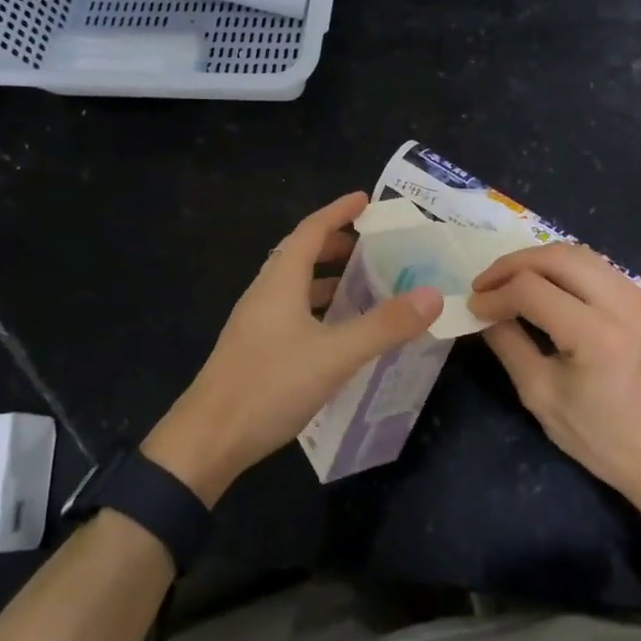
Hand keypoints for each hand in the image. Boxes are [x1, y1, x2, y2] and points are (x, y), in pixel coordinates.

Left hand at [144, 192, 441, 503]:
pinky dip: (318, 307)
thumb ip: (384, 325)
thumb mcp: (335, 355)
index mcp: (280, 281)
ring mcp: (256, 322)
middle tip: (373, 246)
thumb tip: (432, 295)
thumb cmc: (270, 385)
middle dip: (335, 243)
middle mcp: (264, 293)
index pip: (310, 230)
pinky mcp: (255, 348)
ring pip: (295, 285)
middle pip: (300, 253)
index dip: (338, 211)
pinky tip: (337, 332)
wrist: (208, 440)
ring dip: (327, 277)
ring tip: (363, 284)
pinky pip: (292, 311)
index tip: (365, 200)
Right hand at [468, 243, 640, 512]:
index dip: (495, 294)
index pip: (532, 290)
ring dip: (537, 261)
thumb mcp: (543, 397)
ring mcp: (640, 299)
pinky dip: (563, 269)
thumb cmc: (604, 439)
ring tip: (509, 282)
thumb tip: (484, 313)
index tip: (473, 307)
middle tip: (485, 284)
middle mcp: (623, 305)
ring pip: (578, 254)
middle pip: (556, 257)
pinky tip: (544, 288)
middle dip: (512, 265)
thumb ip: (509, 345)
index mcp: (597, 335)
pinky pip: (597, 268)